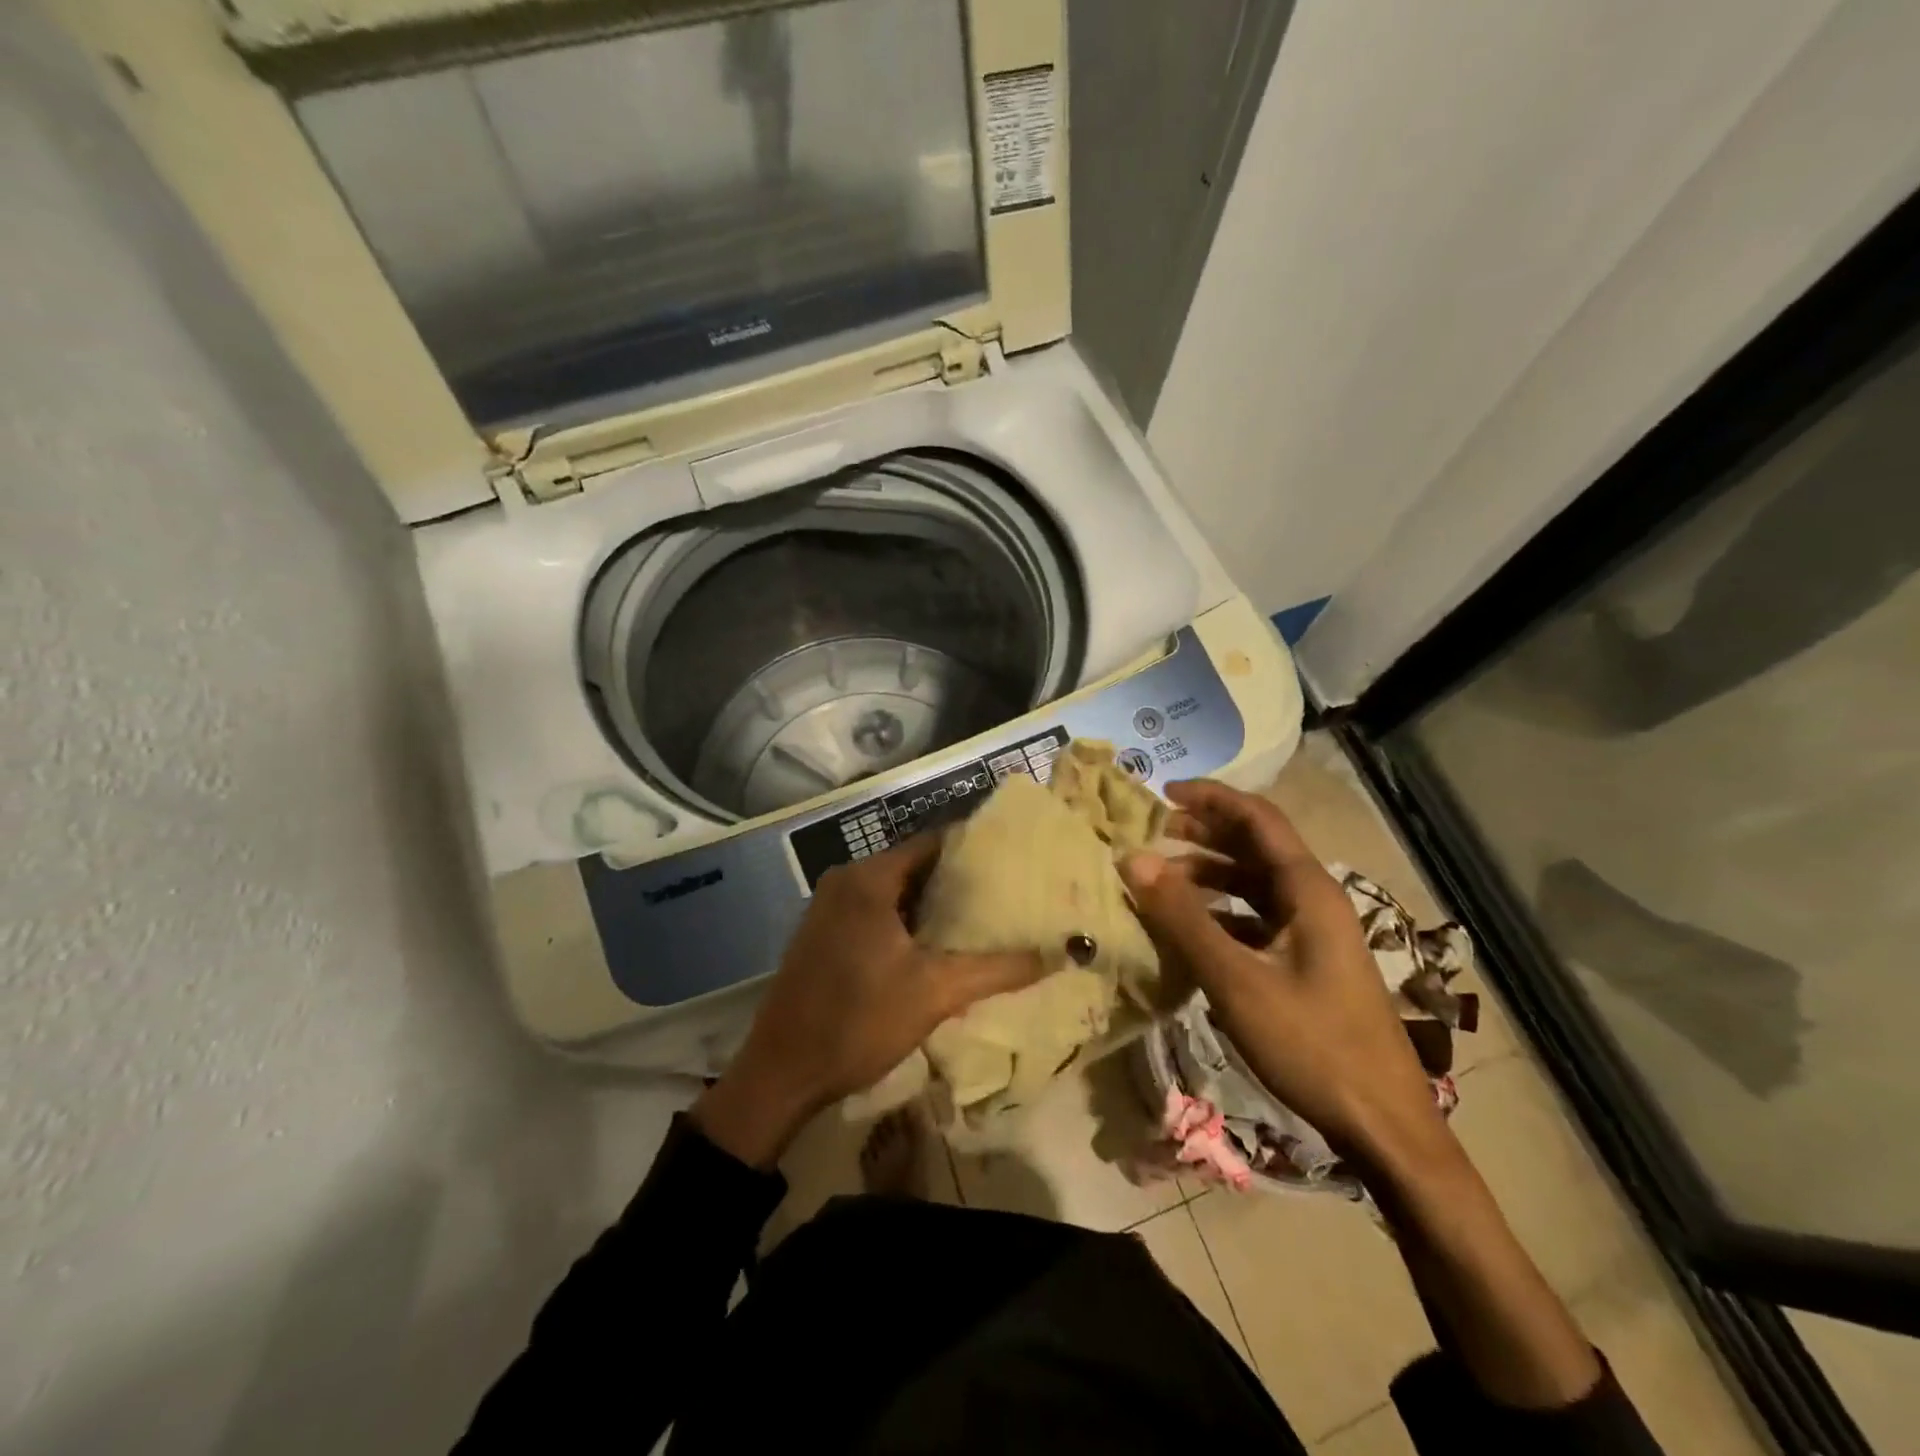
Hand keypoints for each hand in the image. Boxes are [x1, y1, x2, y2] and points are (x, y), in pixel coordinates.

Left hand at [694, 833, 1042, 1166]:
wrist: (782, 1072)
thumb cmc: (859, 1021)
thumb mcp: (936, 993)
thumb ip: (998, 969)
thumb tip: (1058, 954)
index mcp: (869, 878)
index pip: (933, 843)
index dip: (974, 849)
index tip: (1013, 861)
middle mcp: (846, 880)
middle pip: (914, 865)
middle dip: (957, 880)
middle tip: (1006, 893)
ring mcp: (829, 906)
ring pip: (894, 891)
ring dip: (931, 904)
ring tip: (981, 918)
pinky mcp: (822, 932)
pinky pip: (873, 910)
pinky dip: (905, 920)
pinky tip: (936, 944)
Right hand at [1119, 779, 1453, 1172]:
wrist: (1383, 1126)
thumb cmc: (1312, 1044)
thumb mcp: (1237, 979)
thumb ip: (1183, 917)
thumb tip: (1133, 858)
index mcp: (1307, 890)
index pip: (1257, 818)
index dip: (1210, 798)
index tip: (1161, 793)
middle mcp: (1313, 900)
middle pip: (1255, 846)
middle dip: (1203, 833)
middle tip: (1152, 833)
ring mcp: (1313, 934)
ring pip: (1254, 885)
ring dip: (1209, 875)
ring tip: (1162, 880)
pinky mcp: (1308, 964)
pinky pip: (1257, 920)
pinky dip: (1220, 912)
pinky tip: (1190, 930)